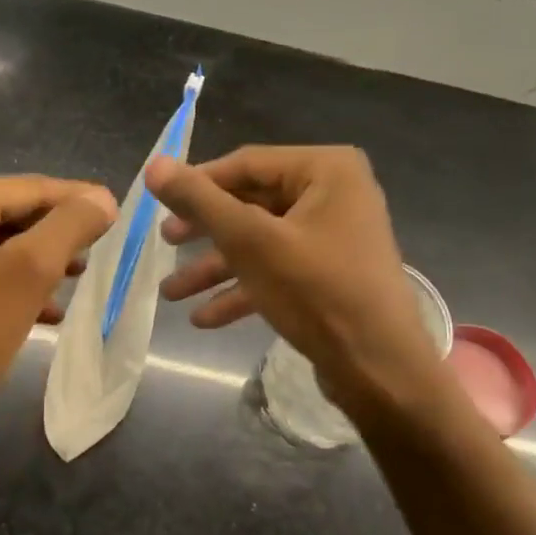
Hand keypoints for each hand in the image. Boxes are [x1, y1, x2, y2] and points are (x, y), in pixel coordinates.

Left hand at [0, 176, 117, 437]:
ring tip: (75, 278)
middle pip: (10, 213)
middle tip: (98, 253)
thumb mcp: (25, 276)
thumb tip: (102, 198)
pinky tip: (42, 311)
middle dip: (56, 234)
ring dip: (36, 261)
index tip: (116, 214)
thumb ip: (68, 227)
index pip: (29, 188)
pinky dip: (9, 285)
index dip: (77, 200)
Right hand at [146, 146, 445, 420]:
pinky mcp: (332, 273)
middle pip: (252, 203)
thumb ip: (200, 201)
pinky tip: (205, 317)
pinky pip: (279, 269)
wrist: (380, 370)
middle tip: (164, 244)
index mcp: (327, 169)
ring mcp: (335, 235)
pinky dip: (244, 289)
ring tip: (171, 293)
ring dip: (217, 267)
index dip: (198, 183)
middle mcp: (336, 193)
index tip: (158, 205)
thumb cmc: (316, 292)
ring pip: (262, 241)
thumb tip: (155, 165)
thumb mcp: (250, 242)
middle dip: (205, 232)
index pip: (246, 164)